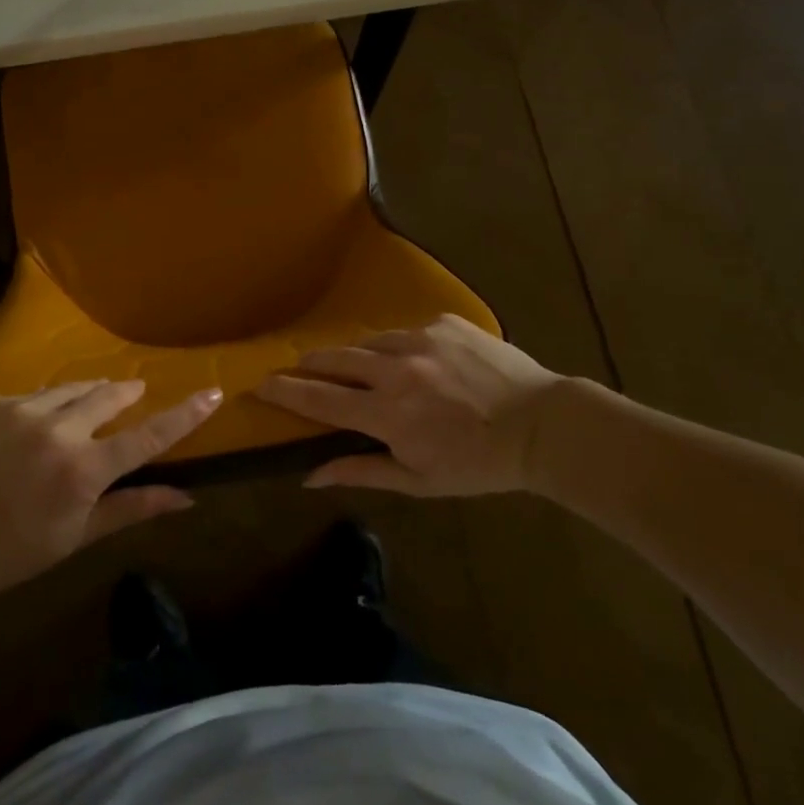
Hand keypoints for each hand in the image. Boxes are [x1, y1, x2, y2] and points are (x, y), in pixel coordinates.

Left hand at [0, 380, 219, 601]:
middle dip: (125, 393)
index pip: (147, 436)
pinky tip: (34, 425)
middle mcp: (58, 430)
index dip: (184, 414)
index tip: (212, 391)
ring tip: (85, 406)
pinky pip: (32, 394)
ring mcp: (21, 411)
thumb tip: (187, 498)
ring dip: (85, 395)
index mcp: (83, 469)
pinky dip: (44, 404)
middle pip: (108, 395)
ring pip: (71, 389)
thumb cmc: (14, 552)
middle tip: (132, 394)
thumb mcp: (78, 536)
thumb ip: (133, 509)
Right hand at [256, 315, 600, 495]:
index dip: (285, 392)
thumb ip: (362, 471)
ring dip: (357, 357)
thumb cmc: (479, 464)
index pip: (320, 400)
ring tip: (360, 370)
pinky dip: (400, 347)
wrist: (543, 424)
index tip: (260, 386)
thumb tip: (310, 476)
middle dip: (309, 365)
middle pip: (334, 359)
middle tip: (297, 371)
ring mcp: (421, 338)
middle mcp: (396, 369)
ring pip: (369, 342)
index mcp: (388, 413)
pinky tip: (417, 363)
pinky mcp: (444, 322)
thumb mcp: (420, 481)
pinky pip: (406, 331)